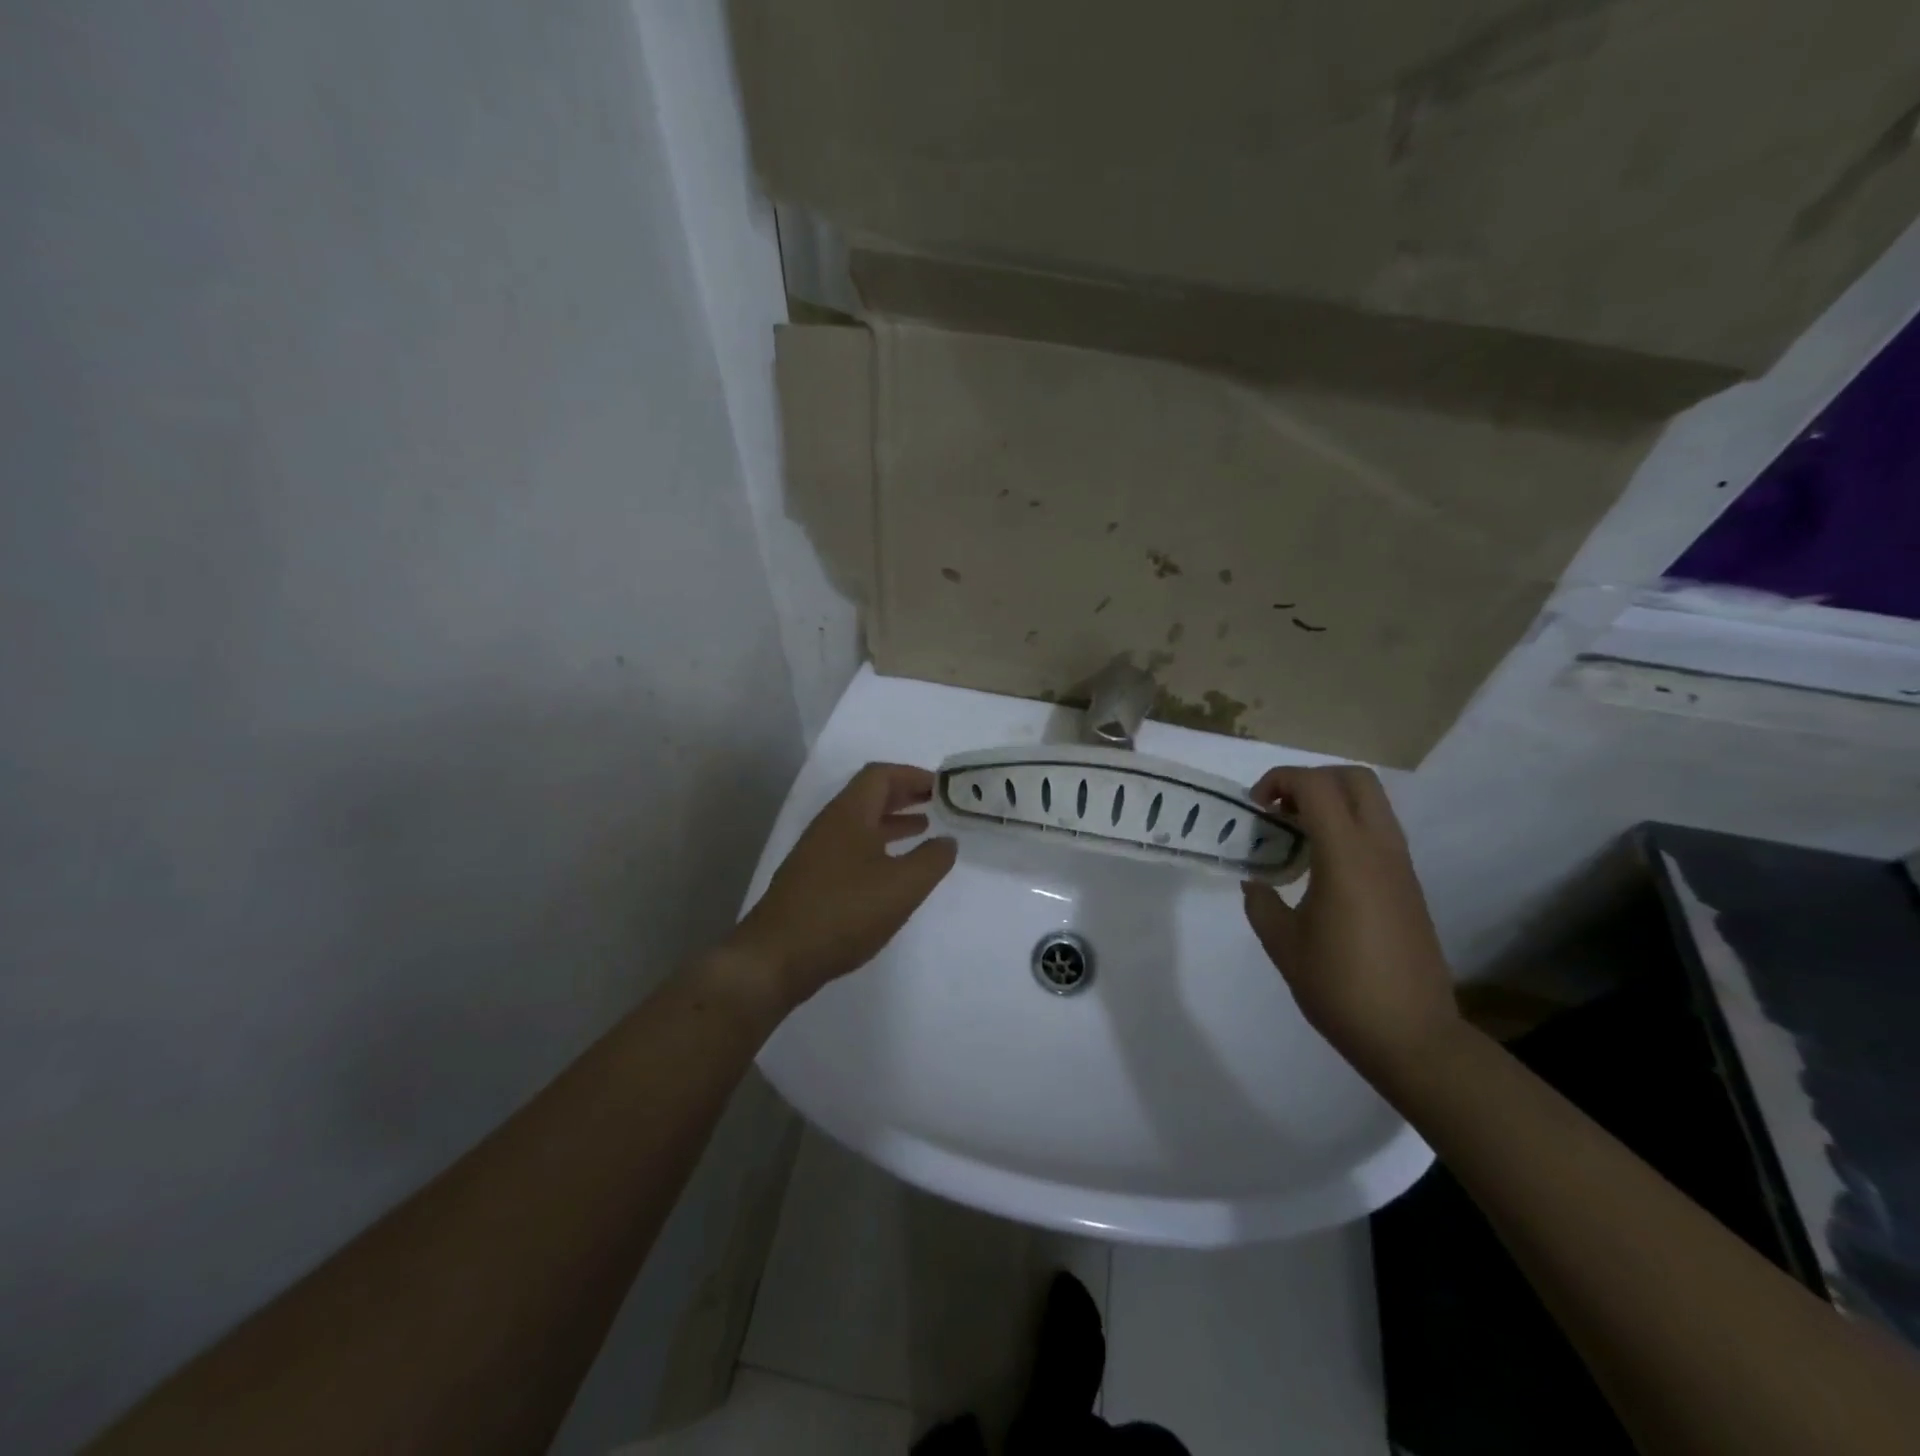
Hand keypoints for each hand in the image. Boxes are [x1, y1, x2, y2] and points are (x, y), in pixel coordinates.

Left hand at [730, 762, 956, 1008]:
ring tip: (923, 830)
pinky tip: (892, 870)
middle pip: (869, 795)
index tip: (942, 786)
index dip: (913, 775)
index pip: (881, 775)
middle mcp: (830, 825)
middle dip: (905, 795)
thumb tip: (947, 841)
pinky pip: (852, 847)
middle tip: (937, 802)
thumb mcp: (902, 886)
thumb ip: (932, 859)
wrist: (777, 956)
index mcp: (849, 814)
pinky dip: (878, 846)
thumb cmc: (844, 912)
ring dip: (892, 821)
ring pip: (861, 823)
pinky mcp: (812, 879)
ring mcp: (817, 853)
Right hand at [1241, 766, 1459, 1078]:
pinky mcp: (1409, 886)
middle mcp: (1381, 850)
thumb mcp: (1283, 944)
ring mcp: (1401, 867)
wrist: (1413, 1036)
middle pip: (1355, 778)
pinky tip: (1321, 867)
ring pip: (1372, 803)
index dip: (1280, 781)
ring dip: (1331, 802)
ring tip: (1295, 836)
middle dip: (1311, 780)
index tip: (1255, 808)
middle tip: (1280, 810)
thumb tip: (1257, 883)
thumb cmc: (1340, 988)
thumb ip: (1262, 903)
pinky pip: (1379, 833)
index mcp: (1347, 857)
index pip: (1316, 786)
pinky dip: (1347, 828)